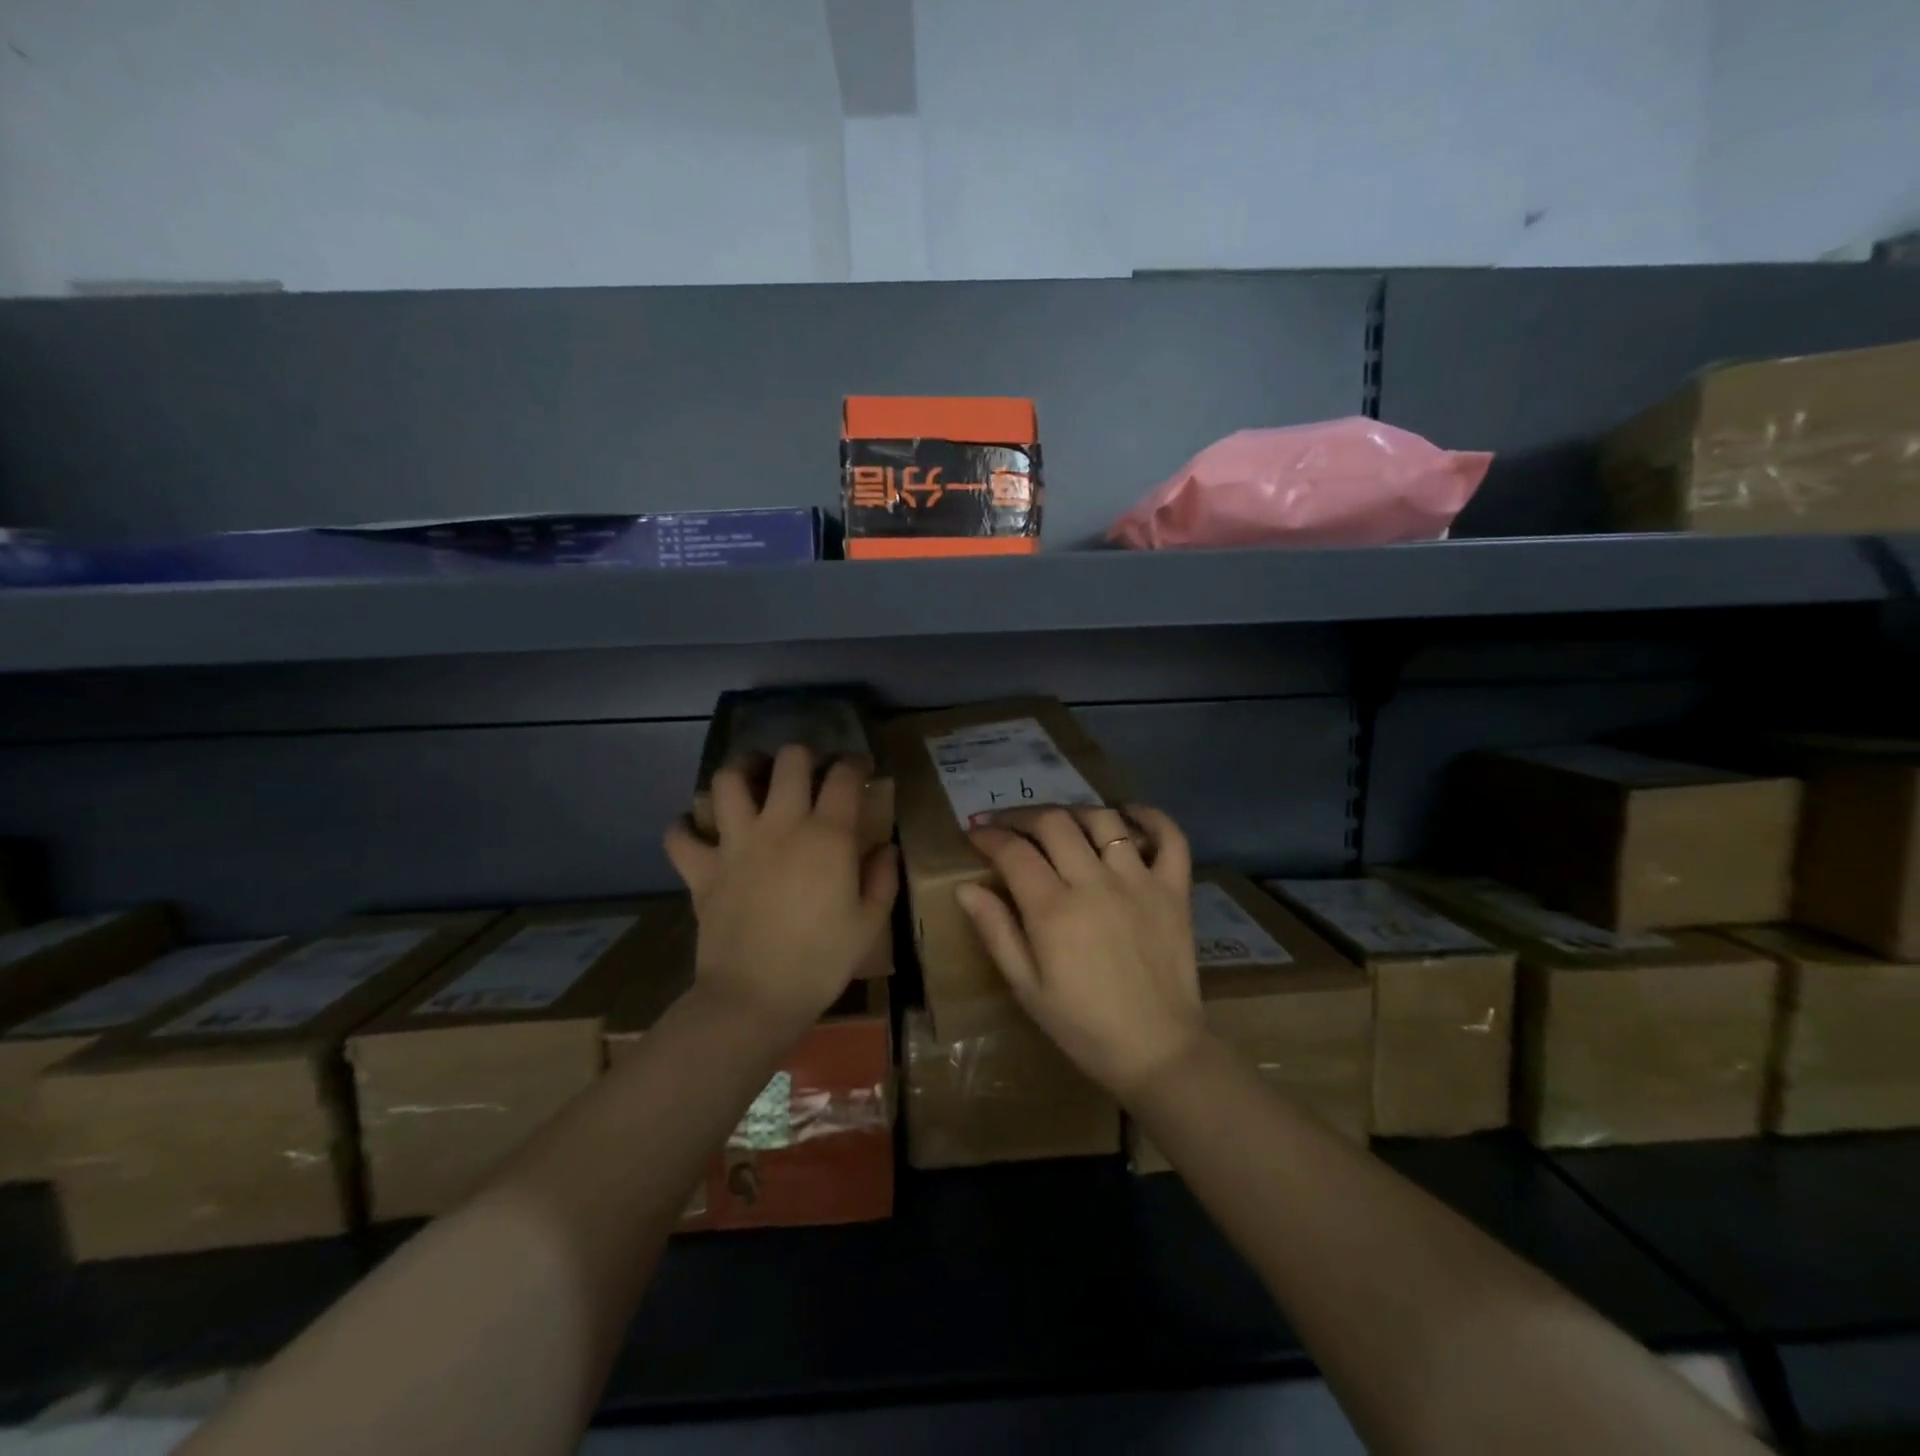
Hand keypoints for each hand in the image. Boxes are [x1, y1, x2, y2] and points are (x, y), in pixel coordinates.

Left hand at [665, 745, 897, 1040]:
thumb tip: (885, 848)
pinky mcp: (701, 869)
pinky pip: (680, 834)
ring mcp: (735, 844)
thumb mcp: (869, 923)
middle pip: (789, 761)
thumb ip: (882, 878)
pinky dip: (685, 826)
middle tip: (809, 772)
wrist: (755, 998)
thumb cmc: (821, 962)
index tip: (860, 770)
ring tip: (752, 780)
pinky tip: (698, 829)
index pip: (843, 776)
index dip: (855, 764)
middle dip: (803, 756)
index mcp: (827, 836)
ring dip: (742, 771)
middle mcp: (780, 825)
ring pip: (729, 780)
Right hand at [956, 804, 1206, 1100]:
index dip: (988, 836)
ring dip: (1074, 812)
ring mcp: (1139, 882)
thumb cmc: (1082, 1026)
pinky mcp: (1174, 890)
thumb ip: (996, 931)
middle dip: (1022, 816)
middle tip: (1007, 824)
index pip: (1013, 851)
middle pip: (1054, 823)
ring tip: (1058, 823)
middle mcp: (1095, 883)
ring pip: (1103, 820)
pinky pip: (1170, 838)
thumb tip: (964, 887)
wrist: (1157, 1052)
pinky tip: (1129, 814)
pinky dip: (1151, 817)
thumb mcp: (1026, 987)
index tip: (975, 834)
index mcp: (1053, 910)